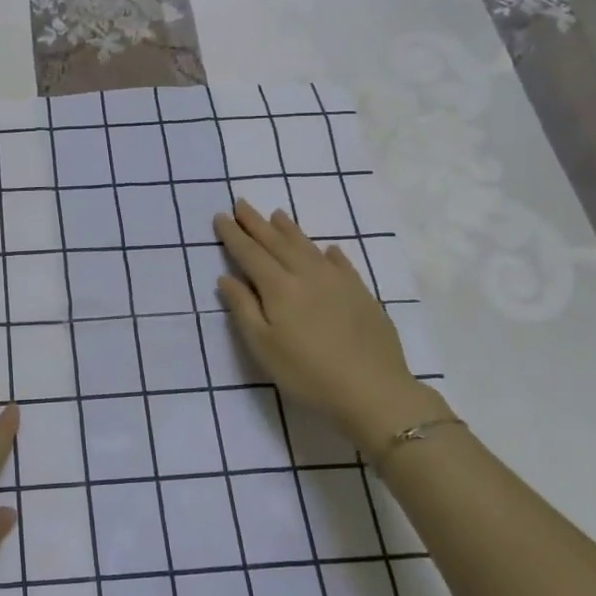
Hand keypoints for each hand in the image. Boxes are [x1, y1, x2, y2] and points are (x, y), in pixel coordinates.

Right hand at [213, 201, 439, 458]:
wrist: (374, 391)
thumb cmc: (308, 373)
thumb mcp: (263, 347)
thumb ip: (244, 309)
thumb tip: (226, 278)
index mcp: (279, 288)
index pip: (250, 254)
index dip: (234, 235)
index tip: (221, 216)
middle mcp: (307, 275)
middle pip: (277, 243)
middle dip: (256, 223)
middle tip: (241, 204)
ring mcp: (338, 282)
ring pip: (308, 247)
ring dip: (289, 230)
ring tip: (277, 214)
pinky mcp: (362, 294)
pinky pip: (341, 264)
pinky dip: (329, 253)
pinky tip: (327, 249)